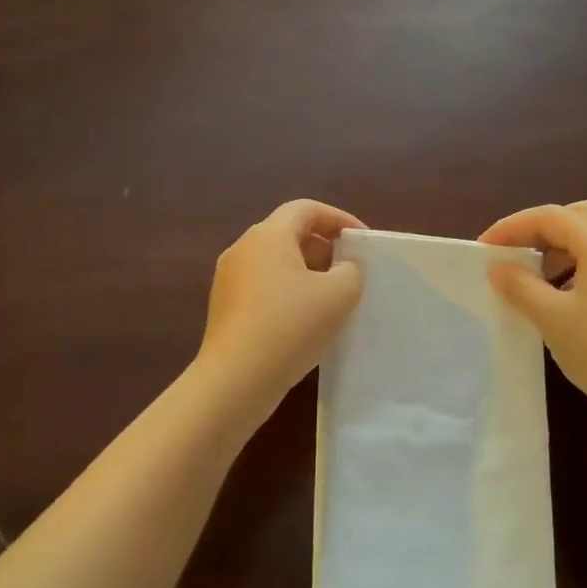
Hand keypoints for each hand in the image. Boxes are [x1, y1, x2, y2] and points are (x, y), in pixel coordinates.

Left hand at [197, 200, 365, 419]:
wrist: (236, 379)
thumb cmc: (290, 326)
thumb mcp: (339, 295)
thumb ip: (351, 271)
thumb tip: (342, 267)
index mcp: (268, 235)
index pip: (306, 209)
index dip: (339, 219)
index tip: (362, 241)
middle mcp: (243, 249)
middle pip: (288, 233)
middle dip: (323, 247)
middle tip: (349, 270)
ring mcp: (228, 279)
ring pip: (274, 263)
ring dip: (305, 272)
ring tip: (331, 298)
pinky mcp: (224, 308)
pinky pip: (262, 287)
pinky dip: (287, 293)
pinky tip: (304, 321)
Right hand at [480, 201, 586, 416]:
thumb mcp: (551, 318)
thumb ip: (520, 287)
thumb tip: (498, 267)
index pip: (552, 217)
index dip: (513, 226)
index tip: (484, 247)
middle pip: (579, 215)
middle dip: (541, 227)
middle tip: (514, 251)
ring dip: (561, 245)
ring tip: (534, 274)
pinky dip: (579, 262)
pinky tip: (563, 294)